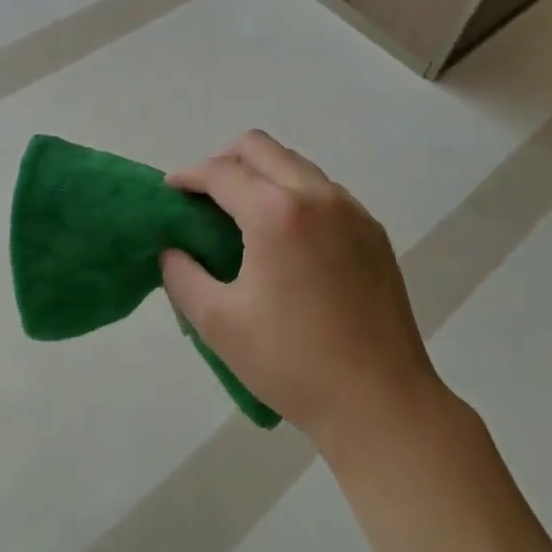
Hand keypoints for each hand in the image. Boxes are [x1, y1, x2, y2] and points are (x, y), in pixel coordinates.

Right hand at [162, 131, 444, 452]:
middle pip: (259, 148)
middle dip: (223, 161)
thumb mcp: (218, 323)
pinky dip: (294, 194)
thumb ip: (181, 275)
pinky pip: (323, 191)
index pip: (221, 172)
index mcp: (276, 213)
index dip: (188, 176)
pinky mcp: (373, 231)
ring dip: (261, 174)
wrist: (382, 403)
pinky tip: (286, 238)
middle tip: (204, 197)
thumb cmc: (292, 363)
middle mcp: (316, 195)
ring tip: (243, 216)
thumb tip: (172, 249)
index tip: (170, 191)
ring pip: (295, 164)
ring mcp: (351, 210)